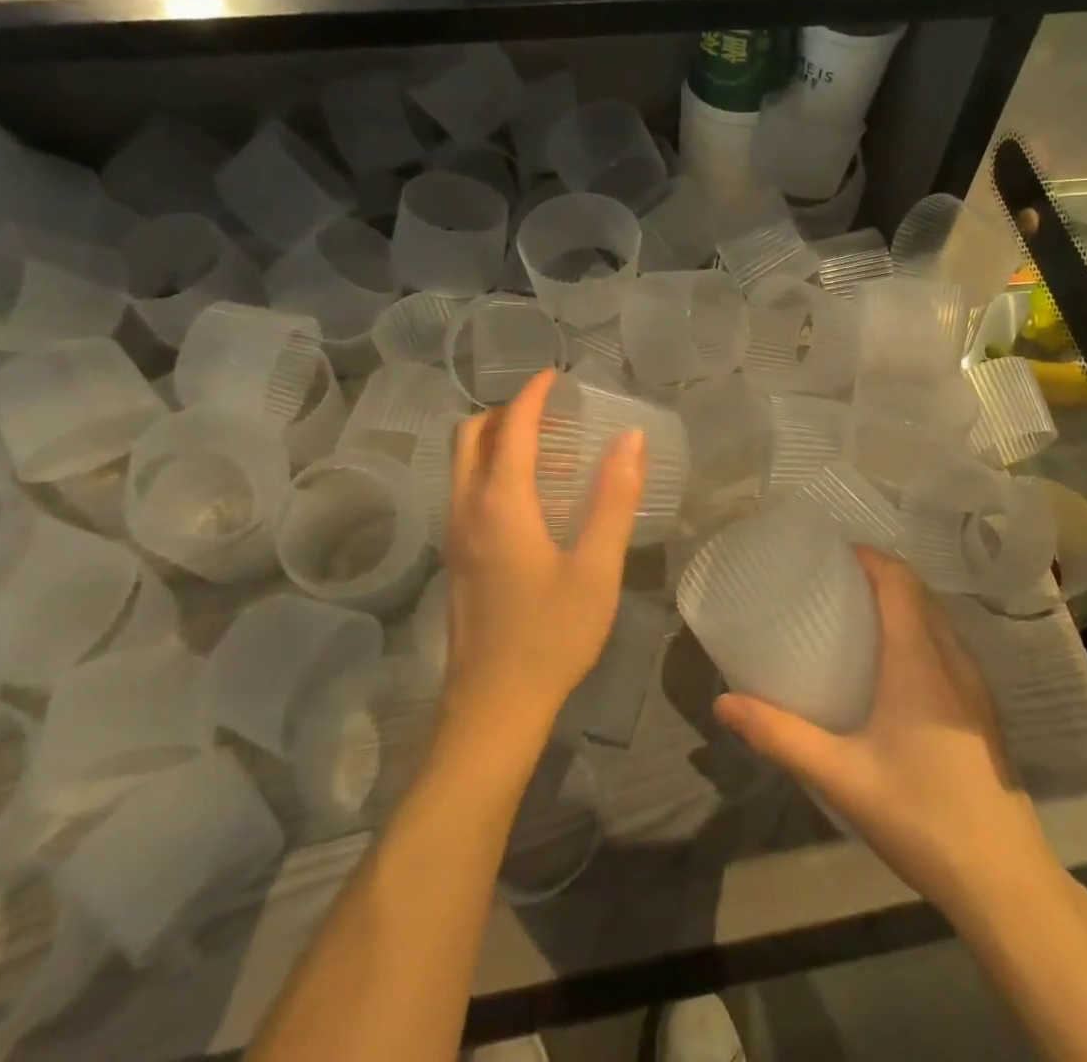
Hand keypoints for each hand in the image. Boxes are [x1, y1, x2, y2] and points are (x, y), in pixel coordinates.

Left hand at [439, 369, 644, 735]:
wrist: (493, 708)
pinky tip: (535, 499)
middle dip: (506, 412)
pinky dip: (493, 471)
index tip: (556, 377)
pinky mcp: (457, 559)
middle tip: (551, 412)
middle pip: (470, 436)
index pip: (511, 427)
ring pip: (464, 464)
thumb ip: (614, 498)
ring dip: (498, 441)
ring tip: (551, 448)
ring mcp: (456, 535)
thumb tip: (630, 438)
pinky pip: (468, 491)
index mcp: (500, 503)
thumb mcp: (596, 568)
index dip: (533, 395)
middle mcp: (467, 509)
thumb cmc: (550, 636)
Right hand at [713, 547, 1055, 923]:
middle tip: (831, 582)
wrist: (1006, 882)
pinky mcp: (983, 712)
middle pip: (918, 593)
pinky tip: (893, 669)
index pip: (899, 581)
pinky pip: (948, 647)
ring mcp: (974, 687)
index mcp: (919, 659)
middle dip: (878, 575)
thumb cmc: (921, 816)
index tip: (830, 553)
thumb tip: (723, 703)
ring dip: (901, 603)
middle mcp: (952, 659)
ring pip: (937, 620)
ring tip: (856, 616)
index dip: (868, 556)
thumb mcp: (840, 776)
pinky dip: (918, 632)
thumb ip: (780, 735)